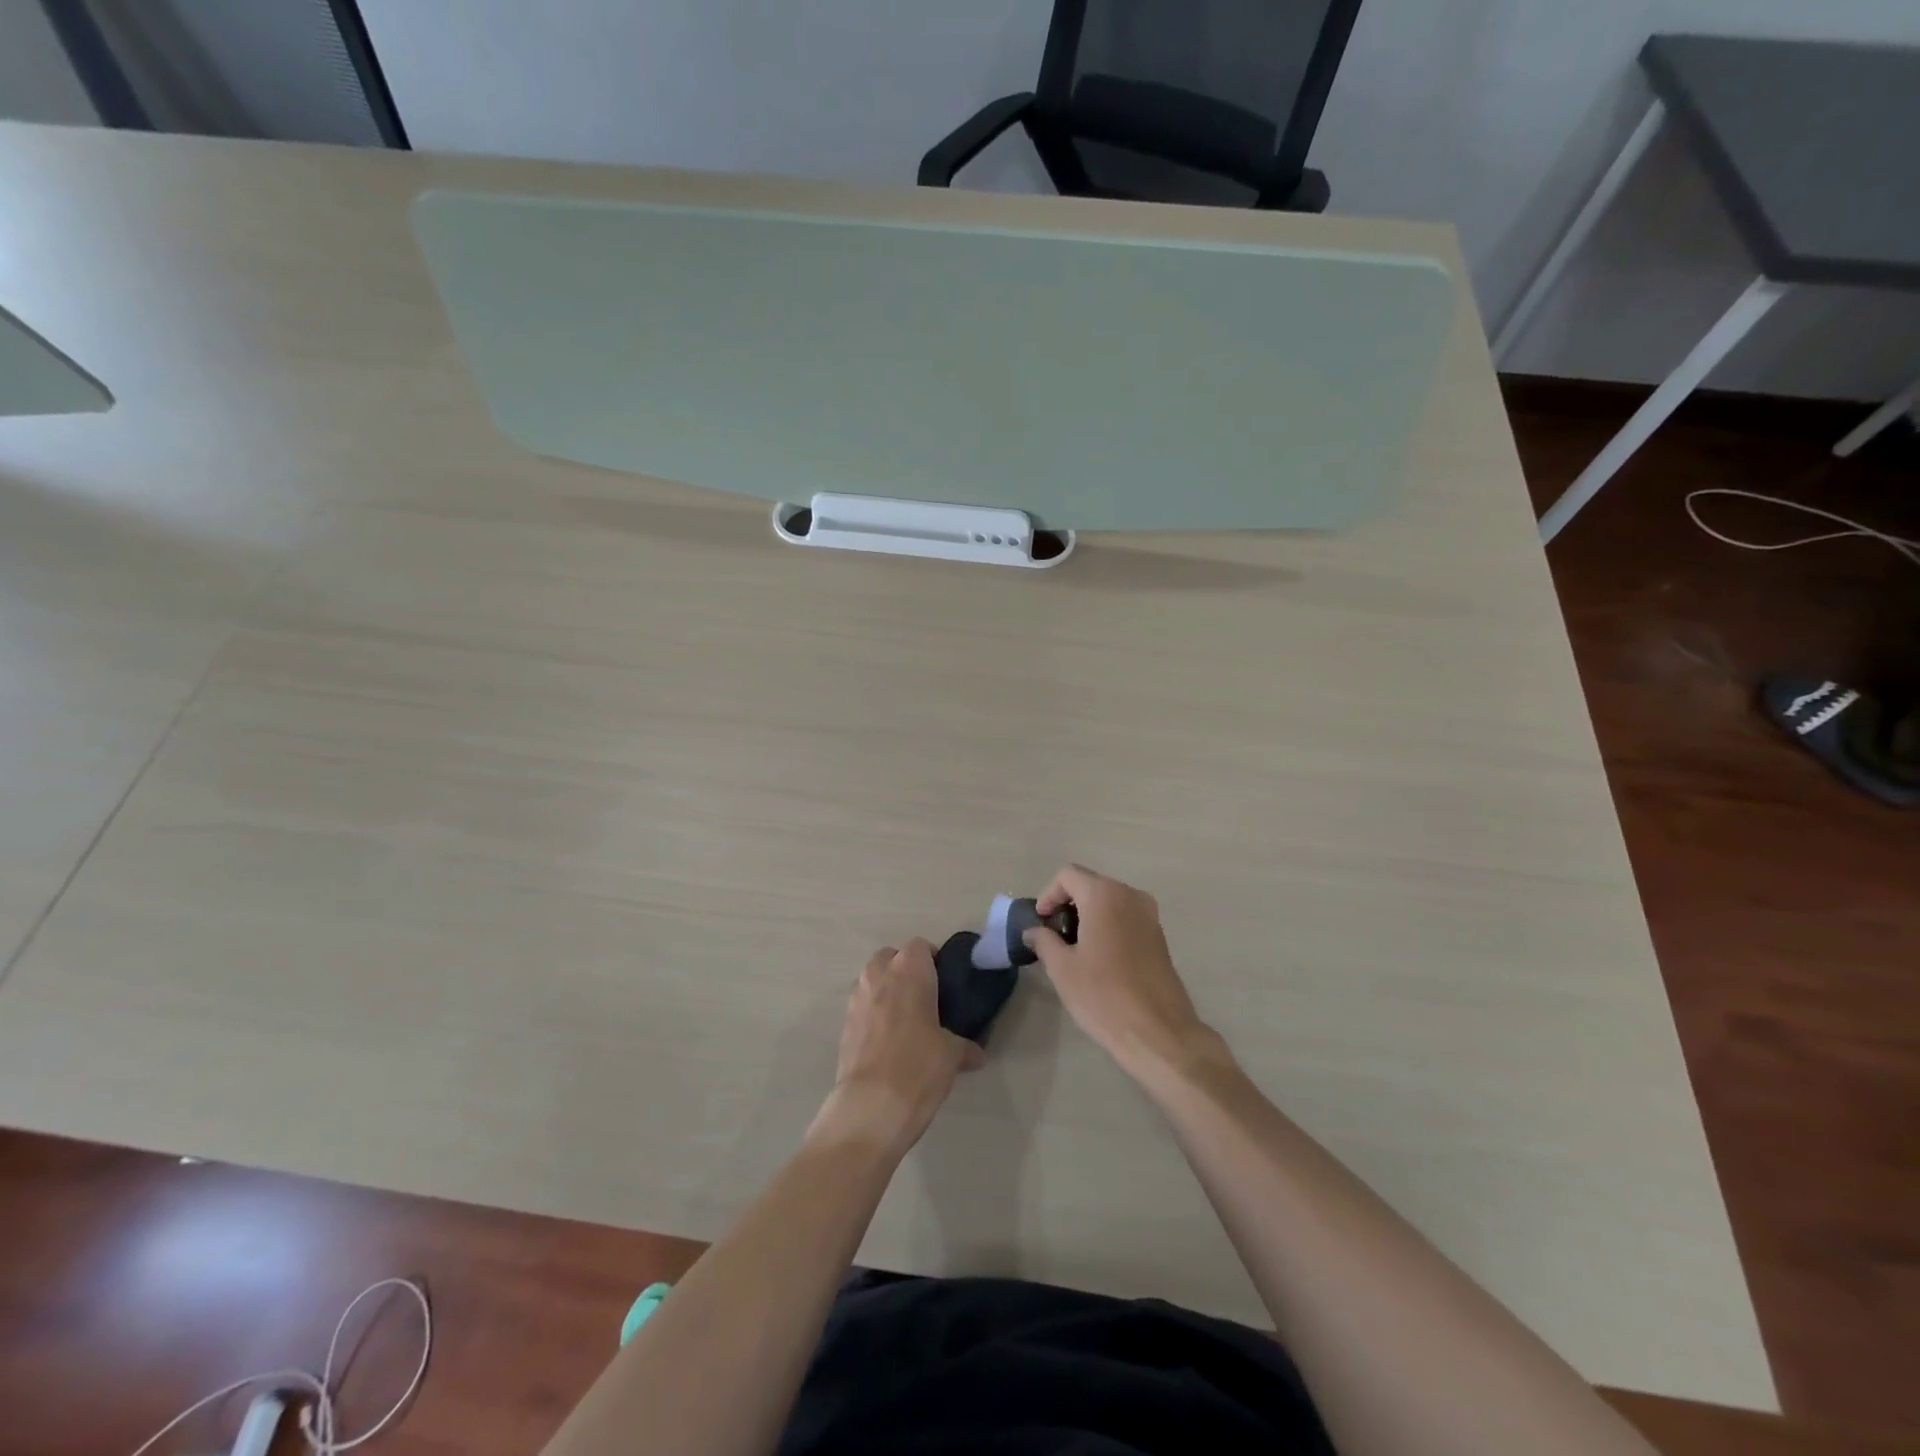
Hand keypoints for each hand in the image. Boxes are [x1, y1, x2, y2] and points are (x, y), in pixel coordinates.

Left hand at [810, 939, 981, 1158]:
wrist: (870, 1107)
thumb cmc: (918, 1066)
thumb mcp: (952, 1056)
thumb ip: (964, 1047)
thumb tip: (976, 1054)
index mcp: (909, 970)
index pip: (921, 946)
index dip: (933, 960)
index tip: (945, 983)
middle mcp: (878, 975)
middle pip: (891, 958)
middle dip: (905, 971)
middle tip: (926, 999)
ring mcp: (856, 999)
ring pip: (872, 981)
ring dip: (886, 992)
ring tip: (906, 1022)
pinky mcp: (843, 1026)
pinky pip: (862, 1008)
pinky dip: (873, 1016)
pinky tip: (888, 1044)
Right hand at [1024, 865, 1218, 1080]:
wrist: (1158, 1032)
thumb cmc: (1103, 995)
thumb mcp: (1062, 968)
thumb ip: (1044, 940)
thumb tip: (1033, 931)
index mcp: (1104, 895)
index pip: (1068, 875)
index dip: (1048, 894)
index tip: (1041, 923)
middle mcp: (1130, 895)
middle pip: (1090, 884)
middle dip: (1068, 904)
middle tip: (1053, 936)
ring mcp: (1150, 915)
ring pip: (1110, 901)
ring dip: (1088, 916)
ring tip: (1074, 949)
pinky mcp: (1159, 937)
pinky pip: (1126, 918)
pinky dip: (1108, 927)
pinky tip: (1099, 959)